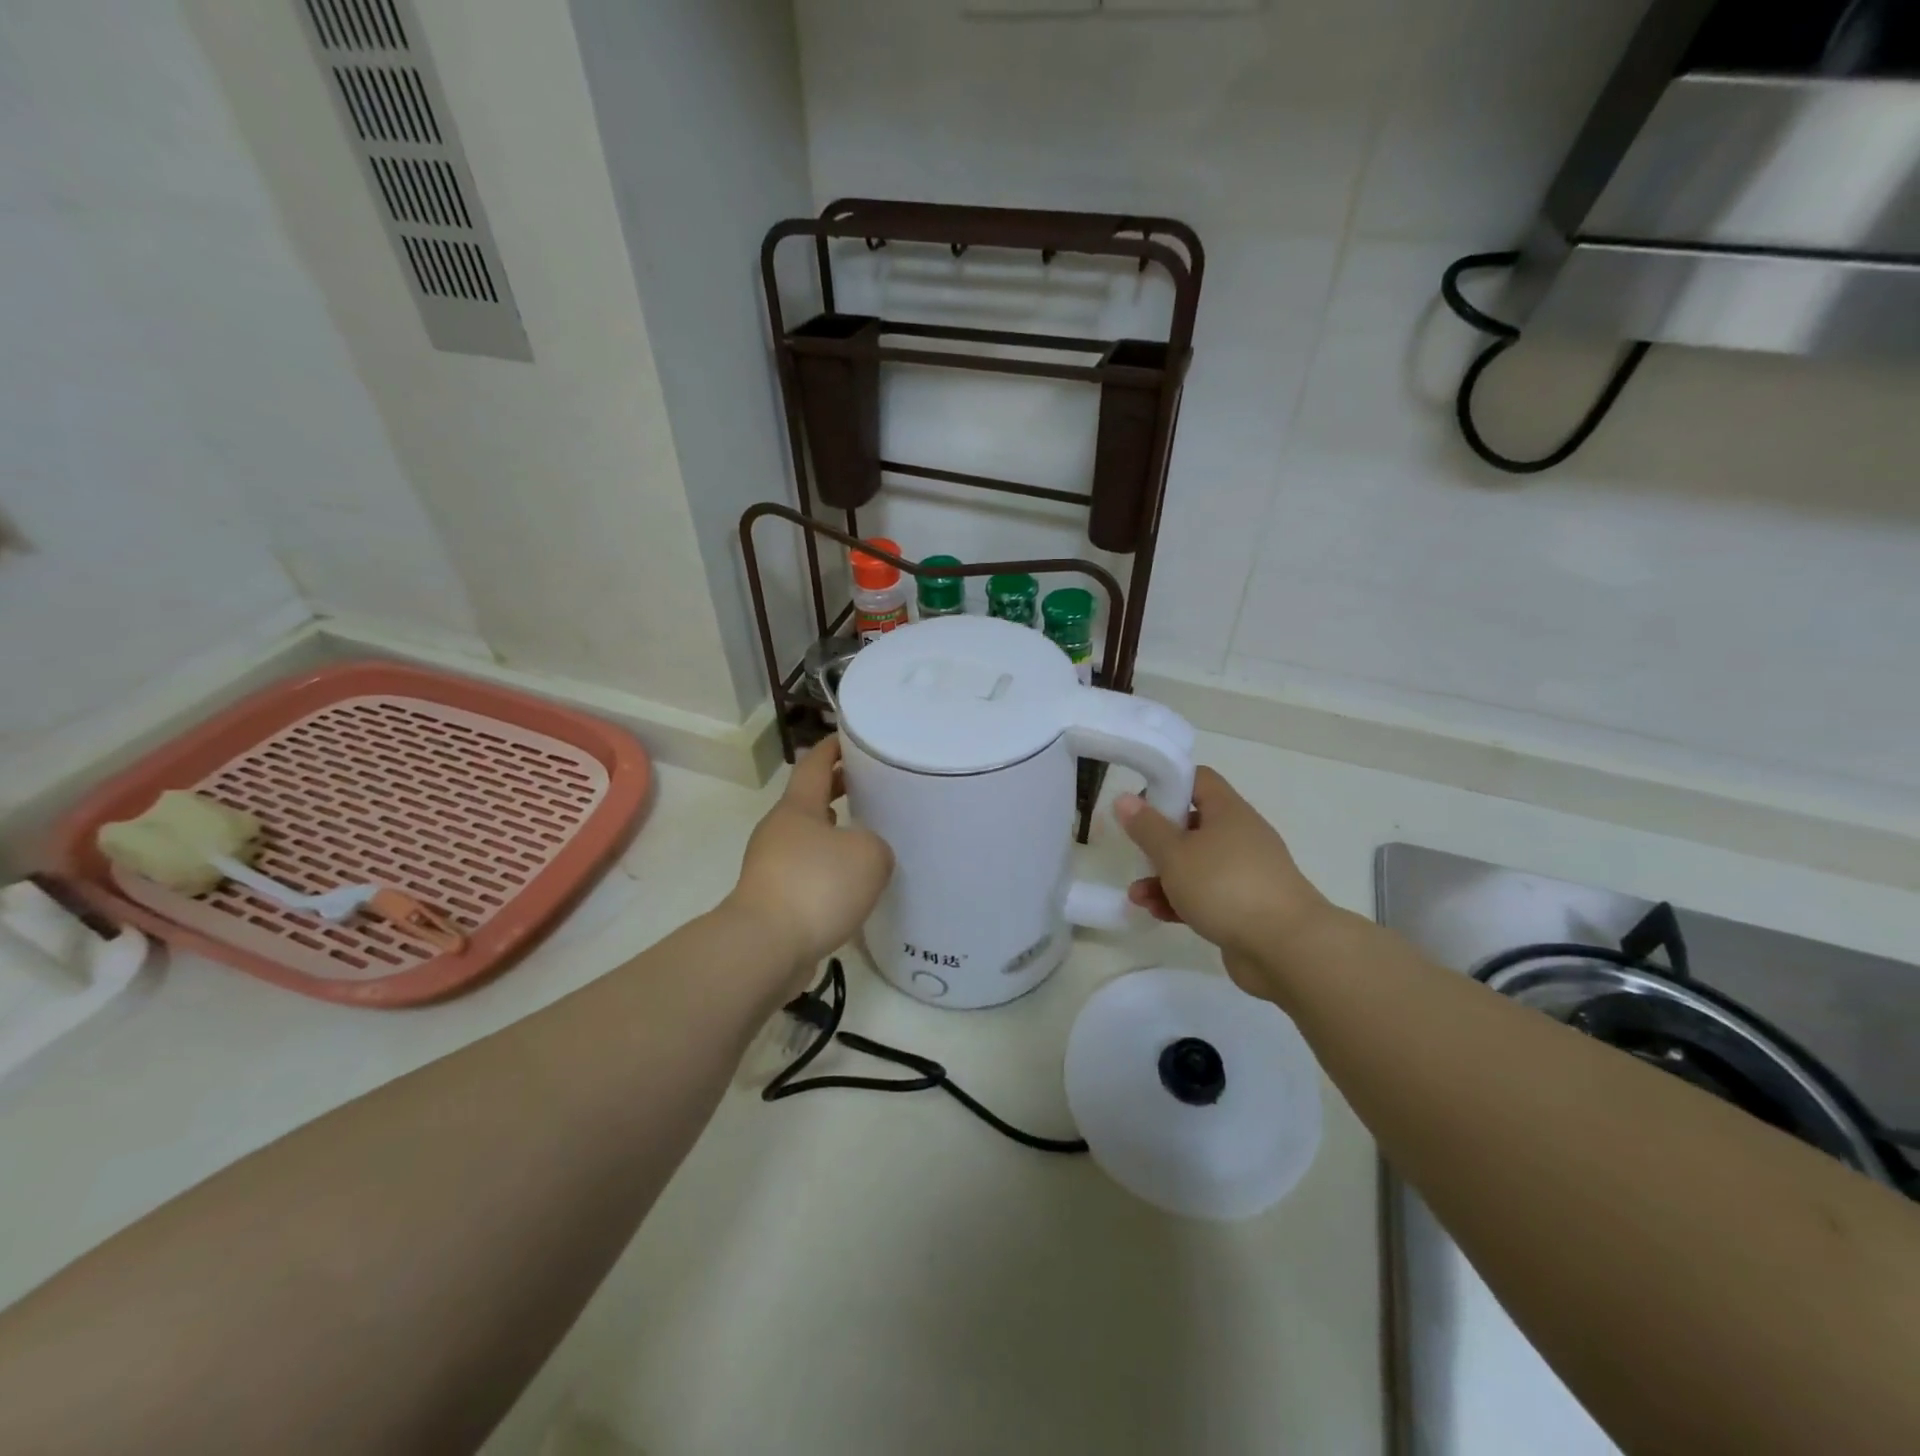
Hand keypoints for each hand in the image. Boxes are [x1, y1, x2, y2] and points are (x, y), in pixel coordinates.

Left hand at [726, 737, 892, 989]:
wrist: (764, 948)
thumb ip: (877, 844)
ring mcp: (772, 866)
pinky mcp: (773, 900)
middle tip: (872, 785)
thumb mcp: (868, 855)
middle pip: (810, 800)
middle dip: (839, 789)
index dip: (834, 747)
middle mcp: (780, 830)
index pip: (815, 763)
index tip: (853, 738)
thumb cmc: (816, 886)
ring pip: (809, 838)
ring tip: (868, 837)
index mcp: (798, 807)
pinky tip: (852, 886)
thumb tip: (865, 854)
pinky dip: (828, 870)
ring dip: (834, 834)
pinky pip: (807, 873)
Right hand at [1115, 766, 1336, 994]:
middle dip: (1159, 842)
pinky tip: (1157, 914)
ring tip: (1137, 896)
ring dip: (1164, 878)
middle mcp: (1240, 836)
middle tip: (1136, 853)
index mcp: (1228, 811)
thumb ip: (1147, 827)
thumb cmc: (1225, 887)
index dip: (1168, 784)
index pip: (1198, 780)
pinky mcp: (1245, 906)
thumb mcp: (1175, 854)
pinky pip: (1207, 895)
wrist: (1286, 948)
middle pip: (1192, 825)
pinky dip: (1182, 901)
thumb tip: (1124, 798)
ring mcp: (1245, 873)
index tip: (1139, 803)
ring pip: (1196, 865)